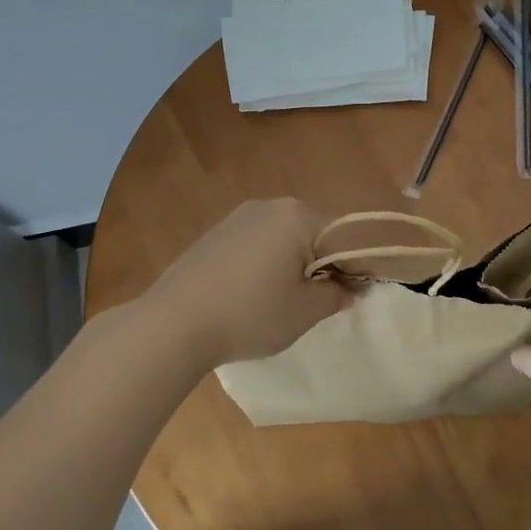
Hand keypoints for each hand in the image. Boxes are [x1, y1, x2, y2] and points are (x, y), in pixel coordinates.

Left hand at [148, 198, 347, 367]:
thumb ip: (334, 296)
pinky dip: (265, 264)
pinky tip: (252, 294)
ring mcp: (238, 217)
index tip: (357, 297)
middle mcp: (270, 206)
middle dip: (323, 264)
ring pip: (282, 238)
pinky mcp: (214, 234)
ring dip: (293, 264)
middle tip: (318, 302)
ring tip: (283, 301)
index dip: (356, 269)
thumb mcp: (304, 312)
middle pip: (313, 233)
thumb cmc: (251, 314)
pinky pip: (255, 244)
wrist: (173, 323)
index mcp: (299, 216)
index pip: (344, 239)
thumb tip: (347, 289)